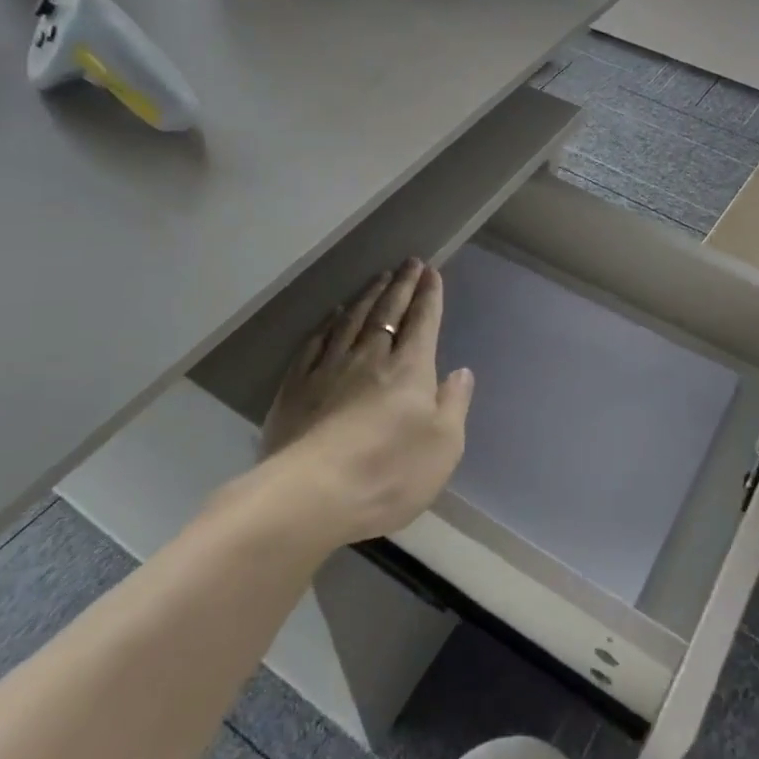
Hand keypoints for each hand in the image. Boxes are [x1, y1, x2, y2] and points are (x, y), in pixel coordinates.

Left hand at [254, 260, 473, 548]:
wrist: (311, 496)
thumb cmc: (388, 473)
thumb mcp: (443, 446)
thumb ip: (454, 404)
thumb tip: (461, 371)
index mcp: (410, 369)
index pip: (423, 322)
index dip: (429, 296)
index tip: (431, 272)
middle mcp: (370, 358)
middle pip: (388, 313)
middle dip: (401, 286)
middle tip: (408, 263)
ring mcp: (329, 369)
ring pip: (352, 321)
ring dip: (368, 296)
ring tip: (378, 278)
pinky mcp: (296, 388)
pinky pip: (315, 344)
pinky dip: (327, 325)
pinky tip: (332, 316)